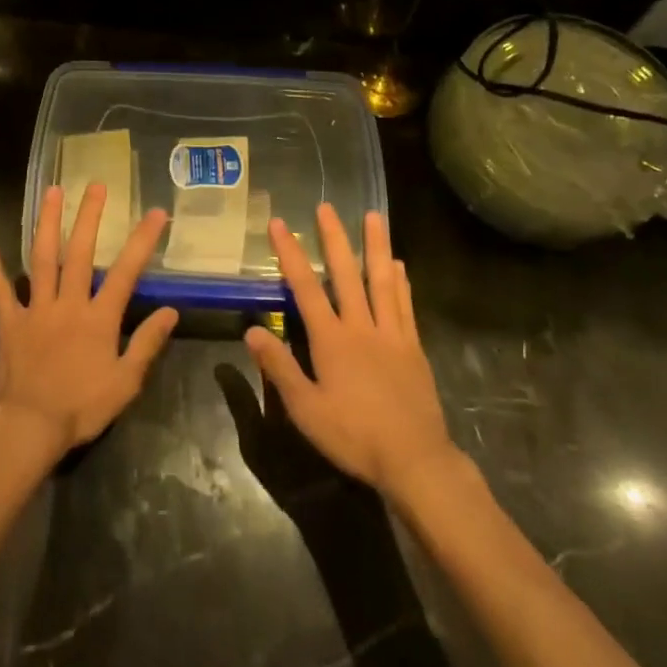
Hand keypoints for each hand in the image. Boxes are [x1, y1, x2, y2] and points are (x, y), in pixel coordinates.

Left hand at [0, 184, 178, 458]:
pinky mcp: (10, 321)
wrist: (29, 427)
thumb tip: (171, 311)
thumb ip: (147, 343)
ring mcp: (36, 308)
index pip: (127, 271)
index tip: (155, 212)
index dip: (142, 240)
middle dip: (89, 216)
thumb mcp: (126, 382)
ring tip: (52, 192)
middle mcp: (69, 303)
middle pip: (81, 252)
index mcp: (99, 318)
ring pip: (43, 258)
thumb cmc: (81, 407)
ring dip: (47, 223)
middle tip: (96, 185)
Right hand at [244, 206, 459, 499]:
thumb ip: (279, 367)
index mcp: (331, 339)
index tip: (281, 224)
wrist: (414, 459)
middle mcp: (361, 326)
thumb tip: (253, 330)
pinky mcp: (413, 347)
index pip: (305, 287)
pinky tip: (399, 265)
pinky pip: (405, 305)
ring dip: (376, 246)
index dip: (291, 254)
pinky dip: (400, 282)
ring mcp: (391, 334)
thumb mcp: (306, 409)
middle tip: (326, 207)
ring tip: (373, 216)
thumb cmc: (353, 435)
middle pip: (346, 274)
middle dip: (334, 238)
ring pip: (381, 280)